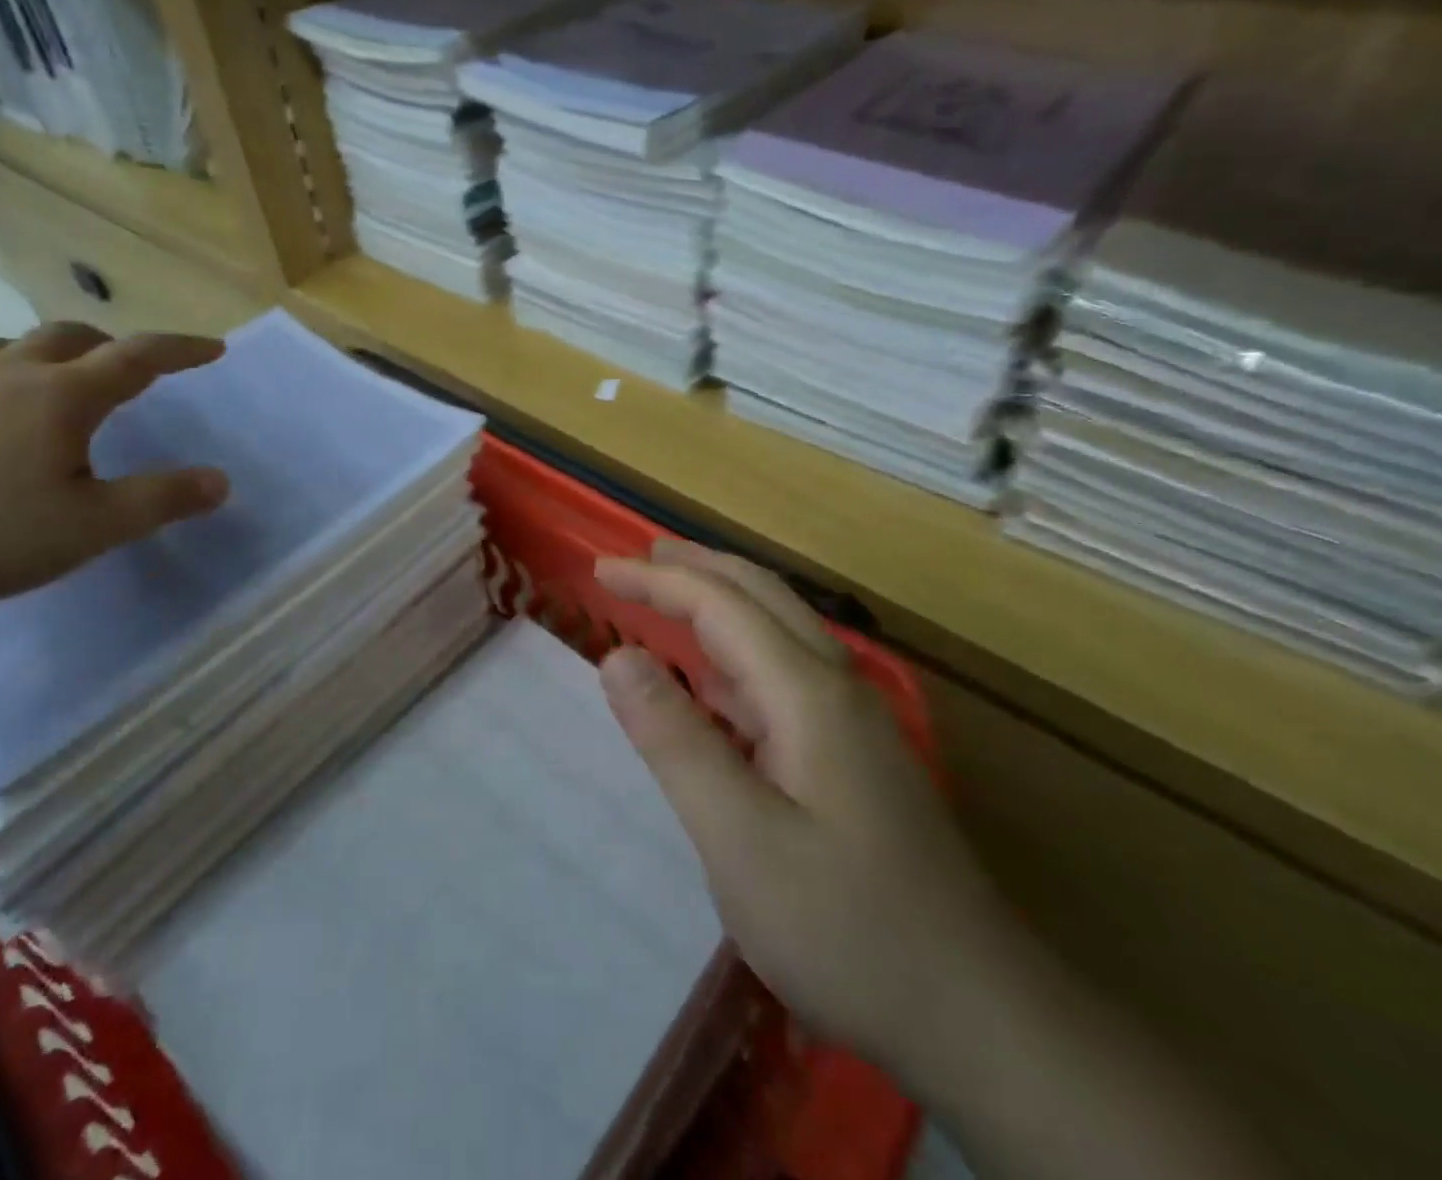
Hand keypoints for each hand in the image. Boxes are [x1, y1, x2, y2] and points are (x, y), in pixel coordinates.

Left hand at [0, 323, 229, 606]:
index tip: (214, 348)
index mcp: (63, 396)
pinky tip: (8, 406)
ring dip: (65, 352)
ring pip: (25, 344)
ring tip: (76, 384)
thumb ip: (161, 500)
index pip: (137, 357)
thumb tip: (221, 480)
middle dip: (119, 346)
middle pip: (76, 336)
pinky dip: (17, 368)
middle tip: (142, 374)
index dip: (180, 349)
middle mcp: (15, 374)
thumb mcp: (91, 527)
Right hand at [595, 540, 1029, 1090]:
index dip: (657, 580)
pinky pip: (784, 677)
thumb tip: (616, 657)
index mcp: (808, 692)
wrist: (980, 1020)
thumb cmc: (846, 927)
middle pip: (760, 597)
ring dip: (718, 603)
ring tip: (666, 597)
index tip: (599, 570)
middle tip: (635, 559)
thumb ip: (674, 740)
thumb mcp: (740, 838)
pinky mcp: (854, 757)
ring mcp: (852, 723)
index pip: (721, 604)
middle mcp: (835, 688)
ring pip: (777, 631)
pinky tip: (714, 683)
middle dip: (694, 569)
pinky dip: (736, 656)